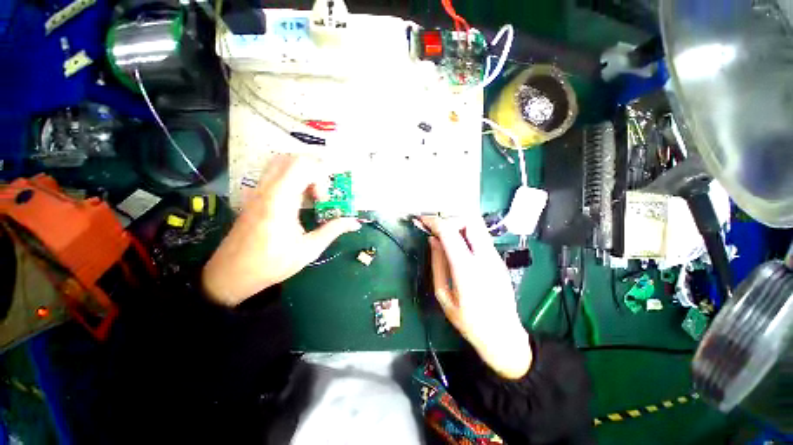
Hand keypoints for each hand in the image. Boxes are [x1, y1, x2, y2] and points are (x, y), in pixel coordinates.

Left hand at [203, 154, 360, 305]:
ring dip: (302, 172)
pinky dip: (292, 177)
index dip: (320, 177)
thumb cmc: (271, 264)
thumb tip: (355, 222)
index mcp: (280, 201)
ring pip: (281, 162)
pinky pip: (274, 173)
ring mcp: (258, 191)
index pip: (302, 166)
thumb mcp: (308, 250)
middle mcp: (267, 190)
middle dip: (314, 170)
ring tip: (312, 194)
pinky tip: (298, 199)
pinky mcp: (254, 196)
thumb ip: (333, 230)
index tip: (324, 200)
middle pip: (292, 158)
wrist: (231, 274)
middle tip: (321, 193)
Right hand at [420, 216, 531, 379]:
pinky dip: (466, 232)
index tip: (422, 220)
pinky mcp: (498, 258)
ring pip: (477, 225)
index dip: (434, 222)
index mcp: (467, 269)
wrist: (503, 335)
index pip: (449, 232)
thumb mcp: (443, 295)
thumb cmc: (468, 321)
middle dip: (448, 219)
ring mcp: (494, 256)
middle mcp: (484, 257)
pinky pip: (481, 236)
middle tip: (435, 229)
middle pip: (468, 221)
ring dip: (458, 224)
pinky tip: (457, 244)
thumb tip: (432, 240)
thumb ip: (437, 264)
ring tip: (444, 235)